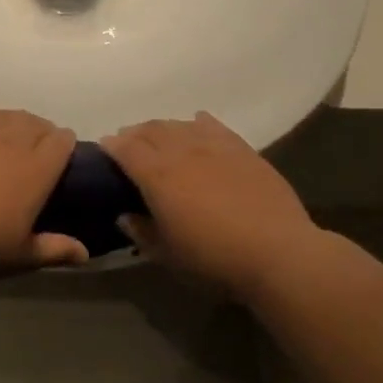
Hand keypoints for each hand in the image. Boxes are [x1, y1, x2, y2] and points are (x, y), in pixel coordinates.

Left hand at [0, 104, 86, 275]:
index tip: (59, 164)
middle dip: (41, 135)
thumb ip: (55, 250)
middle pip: (37, 123)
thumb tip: (84, 254)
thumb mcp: (20, 255)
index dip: (65, 148)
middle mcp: (13, 139)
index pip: (63, 140)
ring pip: (8, 114)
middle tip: (32, 158)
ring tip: (7, 143)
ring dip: (14, 125)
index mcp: (38, 167)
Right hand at [102, 113, 316, 296]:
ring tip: (159, 138)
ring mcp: (214, 145)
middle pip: (150, 130)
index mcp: (157, 175)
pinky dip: (197, 123)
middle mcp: (181, 151)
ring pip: (179, 124)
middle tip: (128, 145)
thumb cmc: (214, 259)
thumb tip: (124, 216)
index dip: (111, 146)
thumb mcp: (168, 254)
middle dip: (134, 133)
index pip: (125, 148)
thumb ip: (141, 232)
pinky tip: (196, 124)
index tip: (105, 149)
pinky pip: (212, 125)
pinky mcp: (242, 148)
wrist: (278, 253)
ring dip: (162, 128)